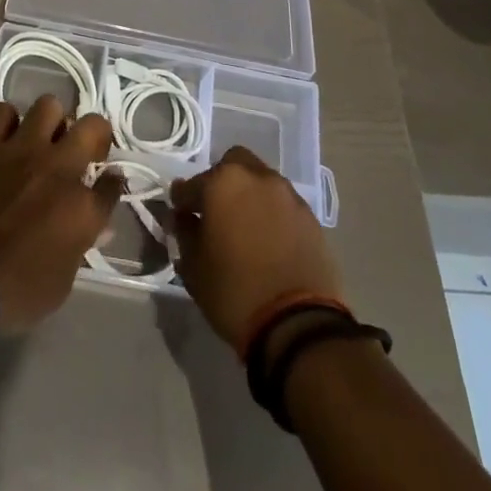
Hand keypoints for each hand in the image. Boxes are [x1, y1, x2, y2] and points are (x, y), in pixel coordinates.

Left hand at [0, 96, 122, 332]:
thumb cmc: (13, 291)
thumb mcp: (60, 284)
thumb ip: (79, 246)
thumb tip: (92, 227)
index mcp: (82, 208)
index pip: (112, 184)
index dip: (112, 184)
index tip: (108, 186)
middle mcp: (60, 168)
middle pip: (93, 127)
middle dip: (95, 135)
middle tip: (84, 152)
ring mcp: (23, 149)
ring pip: (49, 105)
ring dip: (51, 122)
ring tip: (44, 140)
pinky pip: (3, 112)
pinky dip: (8, 121)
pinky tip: (6, 138)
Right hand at [169, 146, 342, 351]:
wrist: (298, 325)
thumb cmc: (235, 293)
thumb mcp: (194, 268)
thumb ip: (185, 234)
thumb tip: (183, 218)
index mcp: (222, 183)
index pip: (190, 185)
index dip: (182, 202)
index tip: (180, 218)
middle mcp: (256, 177)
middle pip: (232, 165)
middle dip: (220, 183)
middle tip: (215, 213)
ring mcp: (287, 194)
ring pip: (260, 180)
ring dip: (248, 195)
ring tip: (244, 228)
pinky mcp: (310, 216)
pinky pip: (282, 203)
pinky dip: (271, 213)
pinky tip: (268, 240)